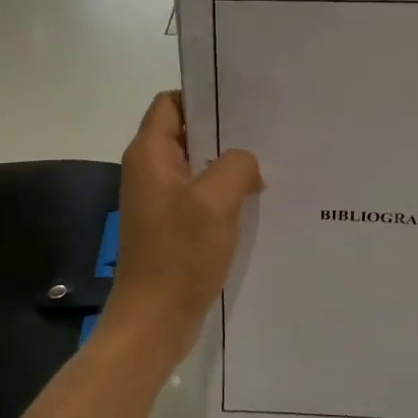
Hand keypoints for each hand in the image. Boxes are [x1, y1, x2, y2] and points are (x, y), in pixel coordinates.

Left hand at [106, 92, 262, 359]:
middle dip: (225, 132)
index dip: (203, 96)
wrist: (154, 320)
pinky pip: (201, 197)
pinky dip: (224, 195)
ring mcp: (161, 201)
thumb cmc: (179, 255)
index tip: (243, 103)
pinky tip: (255, 201)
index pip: (171, 103)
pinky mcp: (172, 227)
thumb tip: (245, 164)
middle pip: (188, 133)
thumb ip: (237, 165)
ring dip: (228, 166)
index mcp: (149, 155)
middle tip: (266, 131)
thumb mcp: (215, 200)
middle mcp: (150, 171)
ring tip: (268, 164)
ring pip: (198, 167)